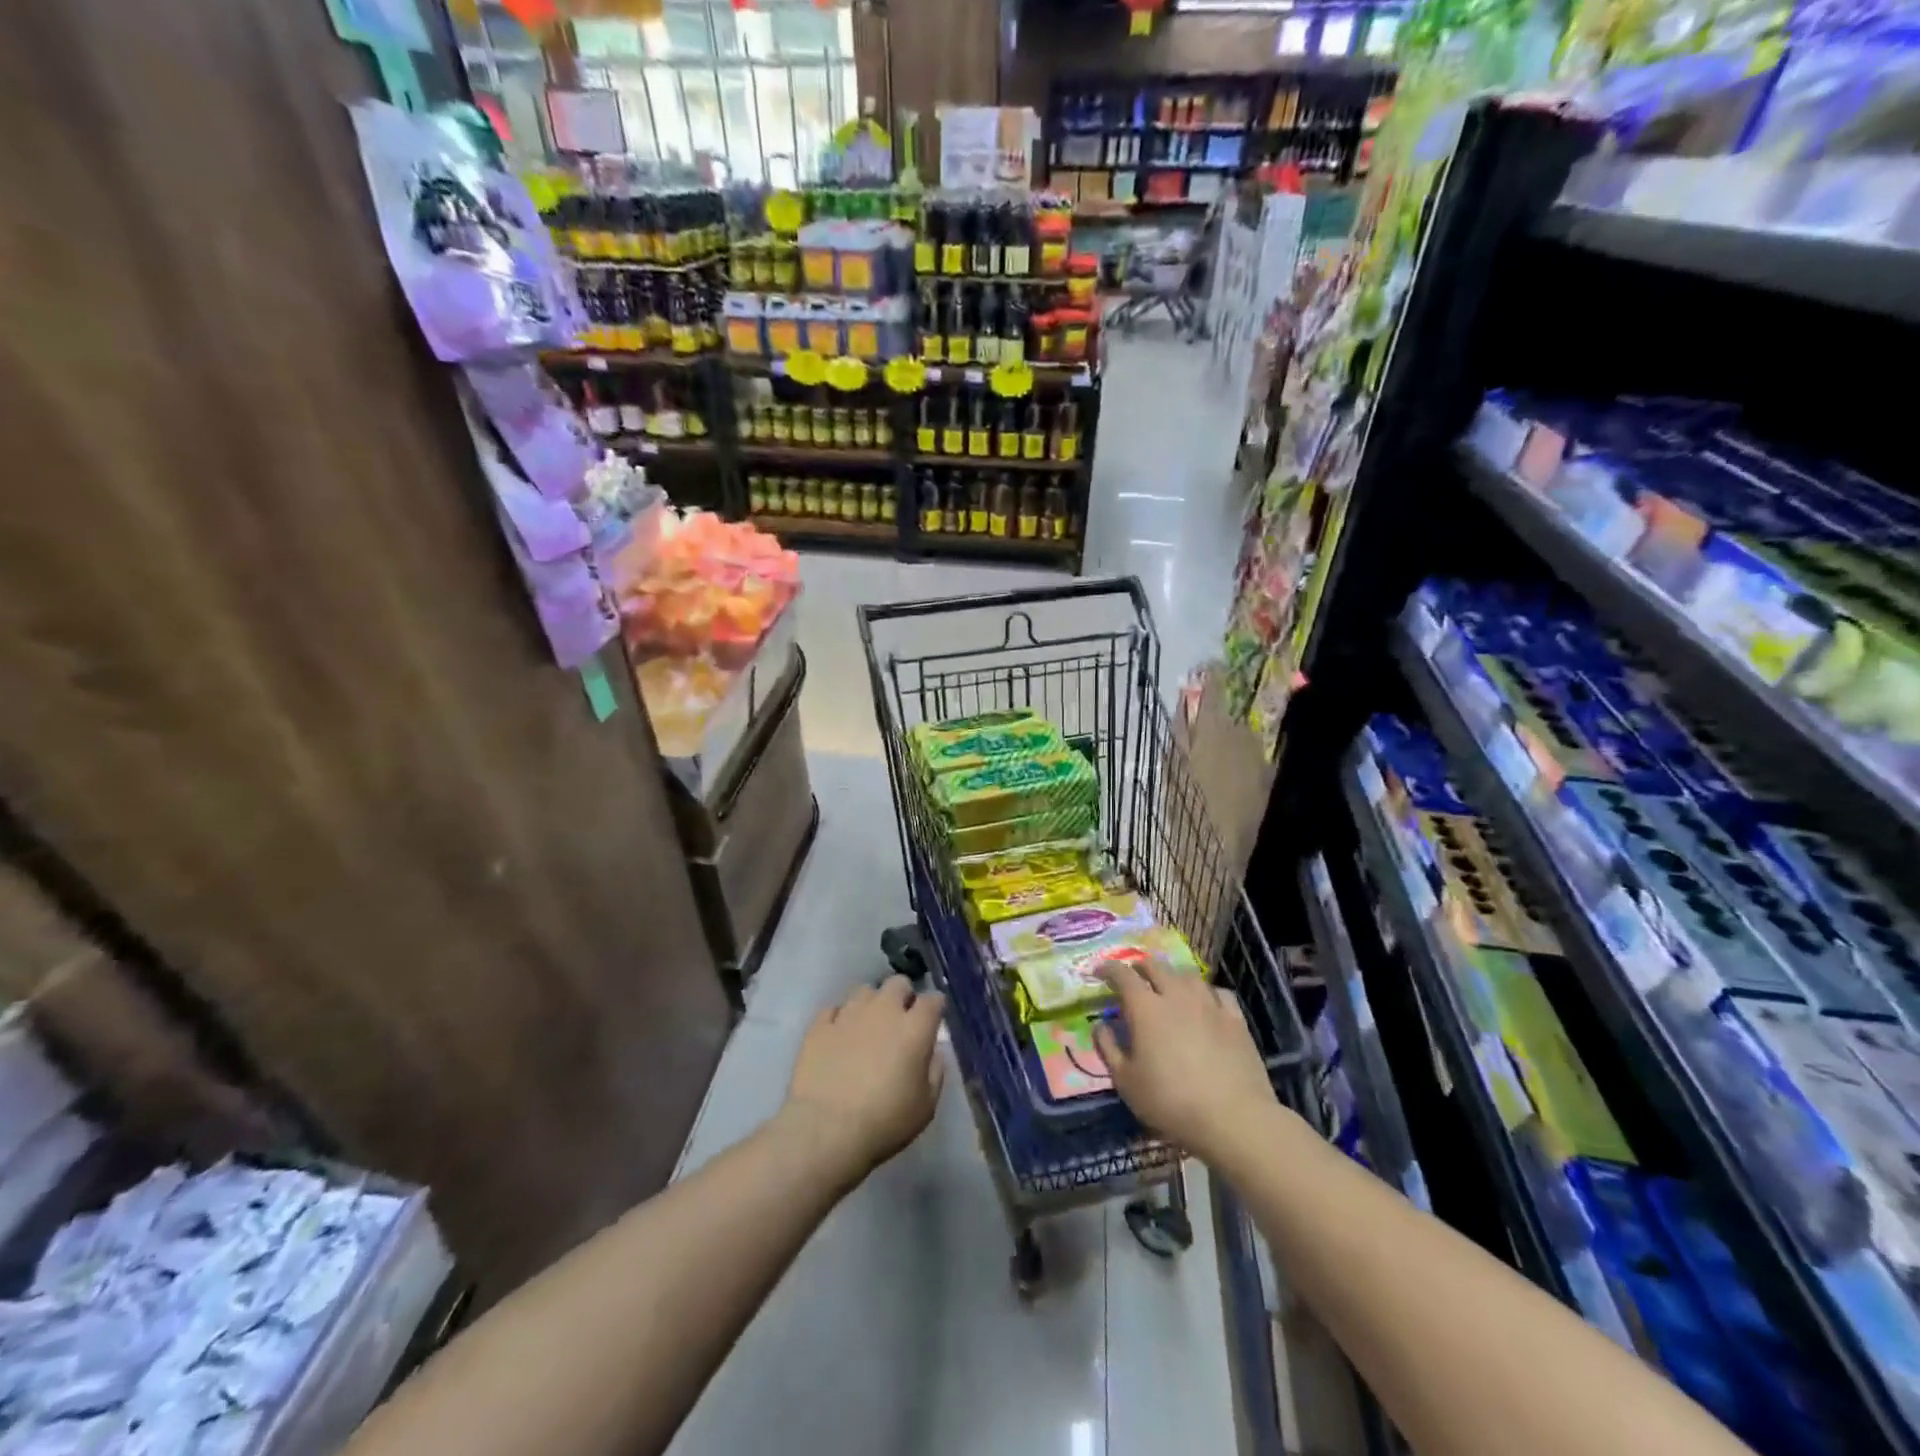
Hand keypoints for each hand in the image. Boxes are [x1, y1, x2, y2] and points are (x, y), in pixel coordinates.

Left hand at [781, 976, 945, 1185]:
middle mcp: (883, 1010)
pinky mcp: (819, 1026)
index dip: (935, 1008)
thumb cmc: (884, 1121)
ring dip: (871, 1004)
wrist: (826, 1130)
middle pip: (898, 983)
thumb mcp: (926, 1106)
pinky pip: (834, 1009)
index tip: (933, 1020)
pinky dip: (840, 1018)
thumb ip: (935, 1072)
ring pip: (864, 991)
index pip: (932, 1000)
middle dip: (903, 996)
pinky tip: (840, 1035)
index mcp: (914, 1028)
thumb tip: (932, 1051)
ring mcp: (848, 1014)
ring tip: (868, 1026)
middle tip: (901, 1020)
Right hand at [1093, 958, 1275, 1164]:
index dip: (1108, 969)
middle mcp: (1176, 995)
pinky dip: (1206, 992)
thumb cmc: (1171, 1102)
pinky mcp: (1235, 1019)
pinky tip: (1205, 1003)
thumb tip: (1100, 1025)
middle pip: (1155, 966)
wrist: (1233, 1118)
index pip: (1122, 975)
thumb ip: (1108, 1048)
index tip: (1099, 972)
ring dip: (1172, 976)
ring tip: (1168, 987)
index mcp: (1146, 1008)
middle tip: (1133, 977)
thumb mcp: (1126, 1082)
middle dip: (1139, 967)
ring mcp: (1209, 1004)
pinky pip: (1218, 992)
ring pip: (1187, 975)